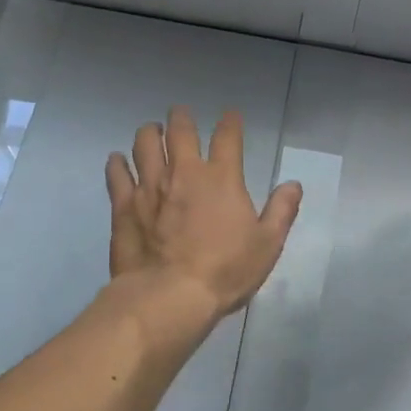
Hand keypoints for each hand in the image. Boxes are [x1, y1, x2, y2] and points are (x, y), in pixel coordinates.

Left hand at [106, 107, 302, 318]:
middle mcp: (184, 172)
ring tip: (151, 132)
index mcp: (222, 178)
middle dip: (181, 117)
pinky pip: (117, 173)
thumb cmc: (226, 270)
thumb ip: (282, 210)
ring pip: (144, 144)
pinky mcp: (124, 205)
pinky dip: (118, 163)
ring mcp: (150, 186)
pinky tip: (118, 161)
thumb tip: (293, 184)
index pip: (227, 137)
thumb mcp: (267, 244)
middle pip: (179, 130)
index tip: (230, 115)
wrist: (170, 296)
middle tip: (181, 114)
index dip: (230, 122)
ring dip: (149, 133)